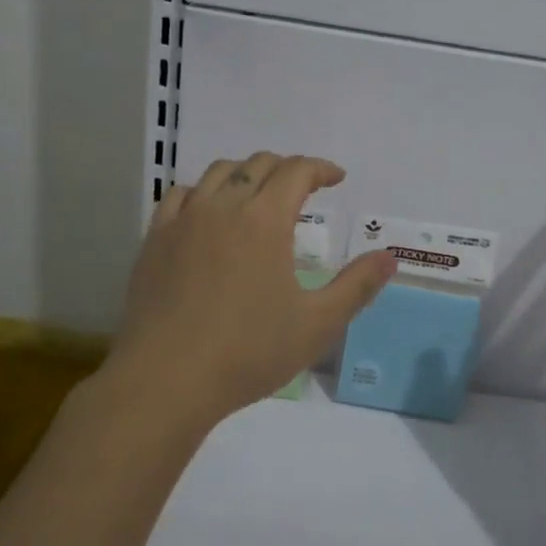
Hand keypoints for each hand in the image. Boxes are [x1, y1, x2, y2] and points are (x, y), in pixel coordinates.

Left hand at [110, 152, 398, 427]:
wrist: (165, 381)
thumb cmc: (248, 351)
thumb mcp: (317, 324)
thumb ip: (357, 286)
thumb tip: (390, 258)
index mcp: (265, 219)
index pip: (297, 171)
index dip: (321, 168)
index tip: (336, 178)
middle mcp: (224, 206)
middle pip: (258, 164)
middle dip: (287, 167)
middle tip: (304, 187)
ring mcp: (184, 220)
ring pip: (219, 172)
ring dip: (246, 173)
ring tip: (258, 194)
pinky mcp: (155, 239)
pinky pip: (181, 195)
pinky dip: (204, 191)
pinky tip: (208, 212)